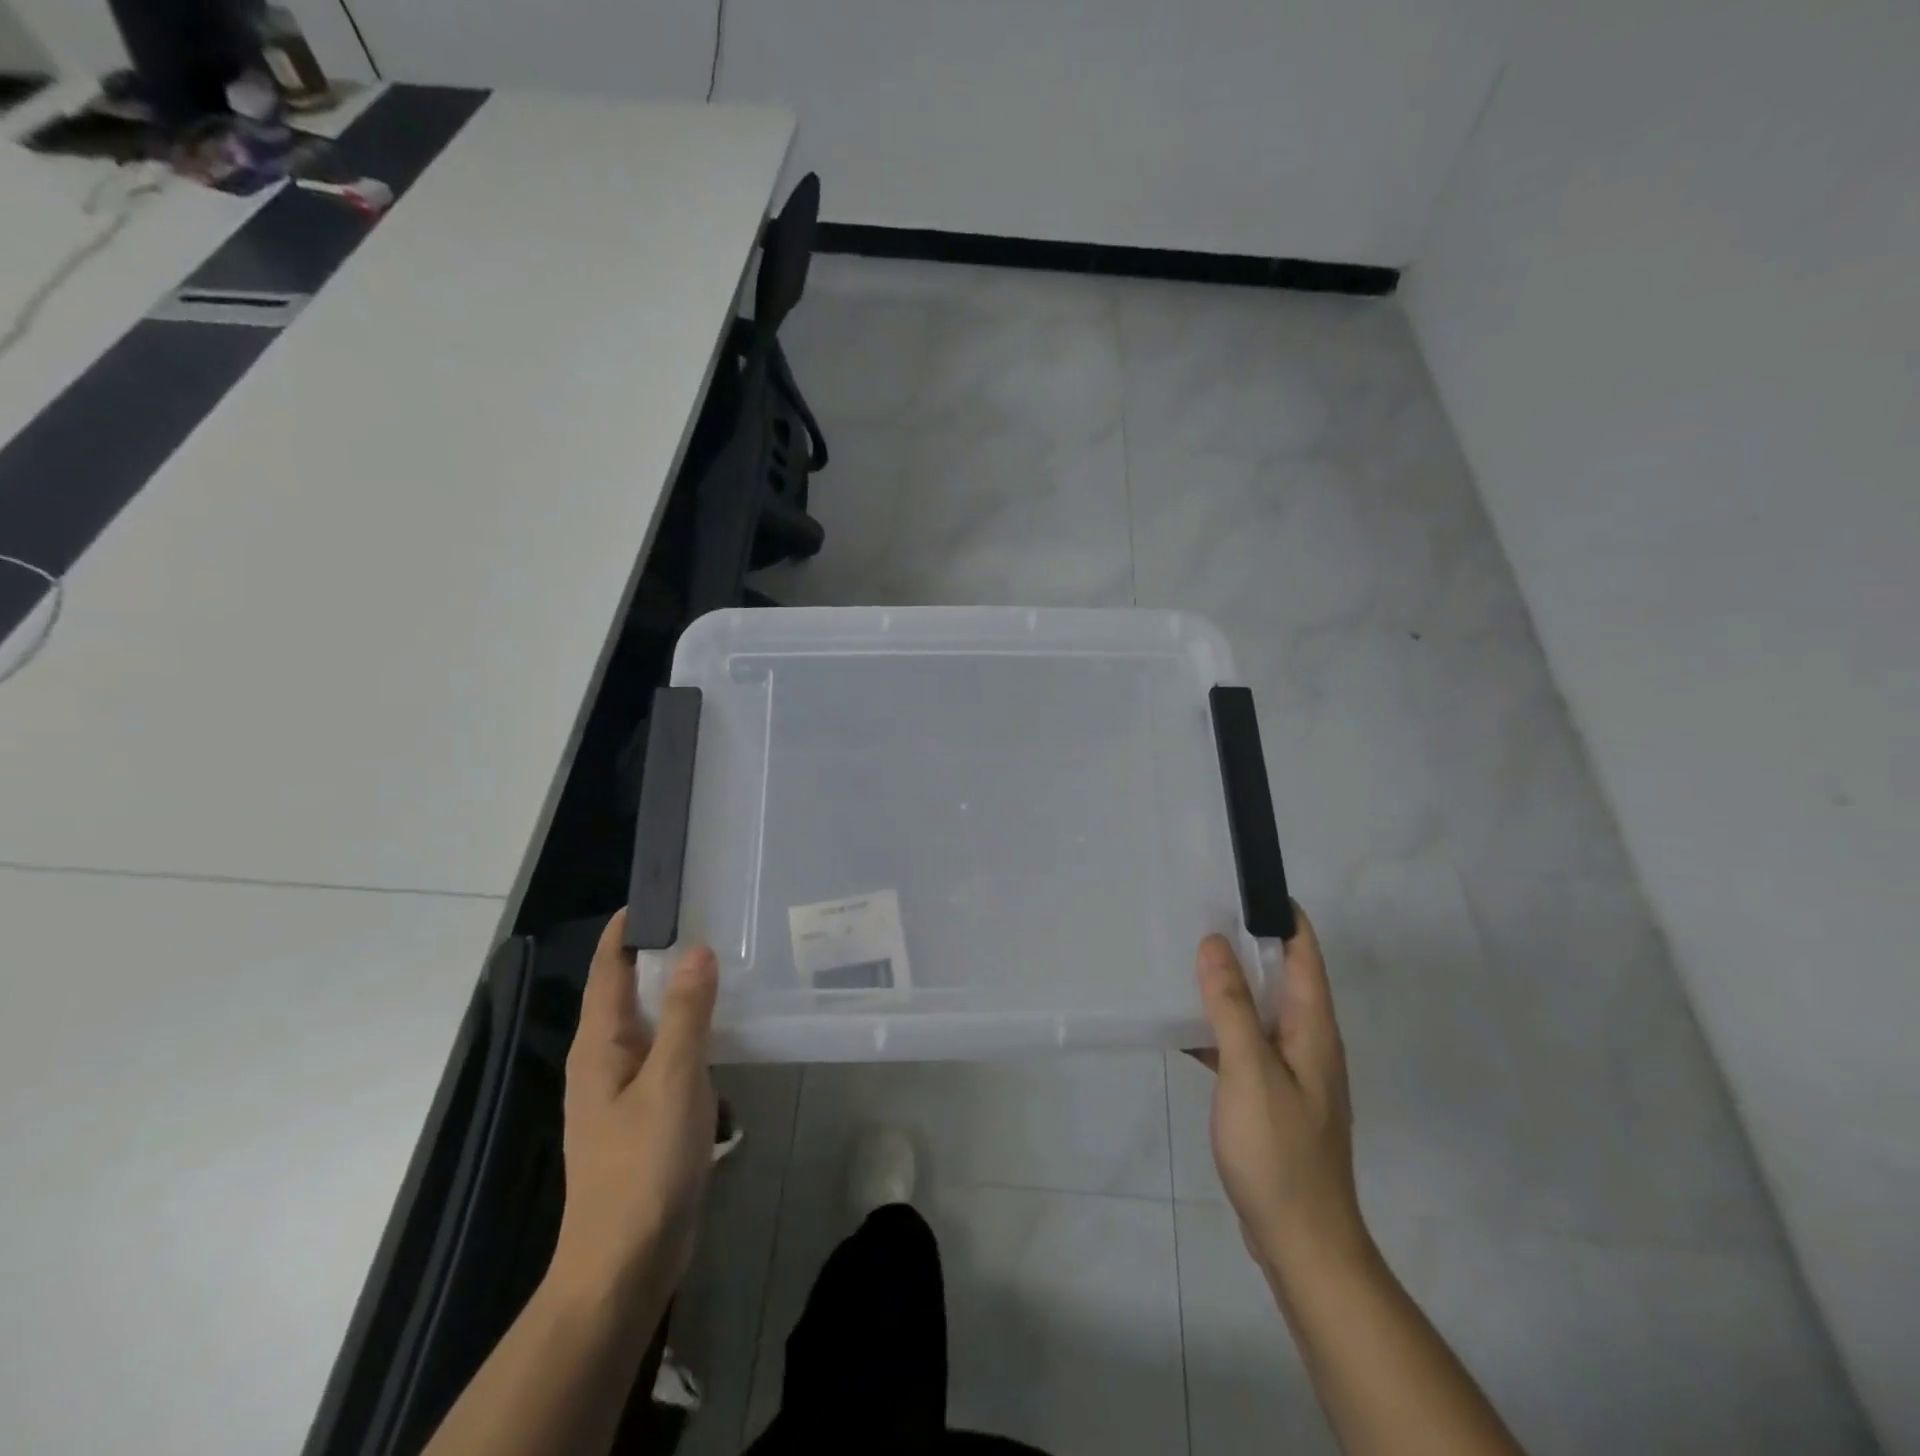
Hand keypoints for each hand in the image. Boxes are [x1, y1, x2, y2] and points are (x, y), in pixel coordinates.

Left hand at [551, 911, 719, 1306]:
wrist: (624, 1264)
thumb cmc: (643, 1166)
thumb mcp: (672, 1081)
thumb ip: (685, 1013)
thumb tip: (696, 949)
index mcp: (600, 1046)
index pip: (609, 969)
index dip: (628, 929)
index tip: (662, 893)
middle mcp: (604, 1061)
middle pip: (627, 992)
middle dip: (659, 954)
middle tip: (708, 920)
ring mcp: (623, 1091)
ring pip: (650, 1025)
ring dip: (678, 995)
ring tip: (721, 967)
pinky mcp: (644, 1116)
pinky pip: (666, 1057)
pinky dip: (689, 1034)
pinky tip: (721, 1034)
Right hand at [1193, 909, 1370, 1280]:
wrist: (1302, 1244)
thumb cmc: (1279, 1152)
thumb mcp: (1250, 1071)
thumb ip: (1232, 1007)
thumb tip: (1215, 943)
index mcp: (1313, 1028)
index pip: (1304, 952)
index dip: (1281, 913)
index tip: (1241, 883)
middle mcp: (1307, 1041)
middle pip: (1281, 976)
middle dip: (1245, 942)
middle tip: (1197, 913)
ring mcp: (1290, 1072)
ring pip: (1259, 1010)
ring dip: (1228, 985)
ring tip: (1183, 959)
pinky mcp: (1271, 1097)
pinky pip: (1243, 1045)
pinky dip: (1217, 1028)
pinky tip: (1182, 1027)